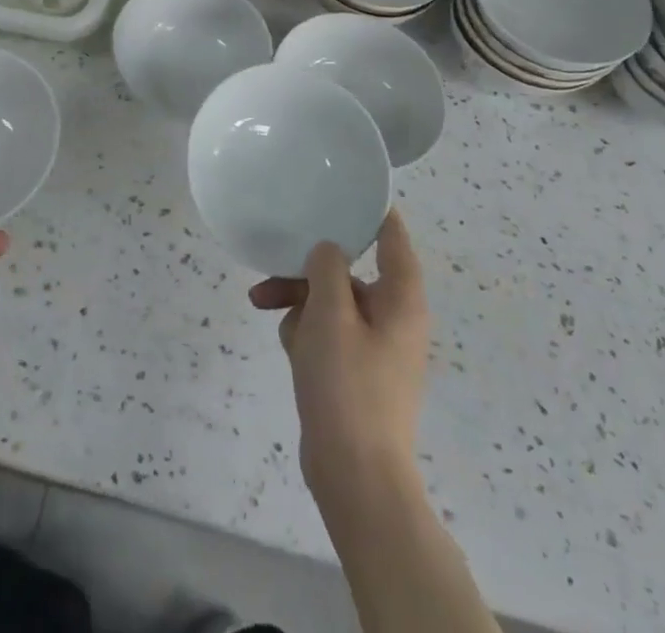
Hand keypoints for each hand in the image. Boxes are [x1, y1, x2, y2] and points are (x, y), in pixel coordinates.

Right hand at [249, 210, 430, 503]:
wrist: (355, 477)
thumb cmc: (348, 386)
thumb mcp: (330, 314)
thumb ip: (327, 267)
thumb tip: (327, 249)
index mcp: (401, 297)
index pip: (391, 234)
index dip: (368, 208)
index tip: (336, 187)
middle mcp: (394, 316)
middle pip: (348, 269)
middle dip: (307, 268)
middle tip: (271, 266)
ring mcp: (375, 346)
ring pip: (331, 300)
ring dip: (297, 300)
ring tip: (262, 306)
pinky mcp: (355, 371)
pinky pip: (327, 332)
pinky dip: (305, 332)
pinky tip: (287, 347)